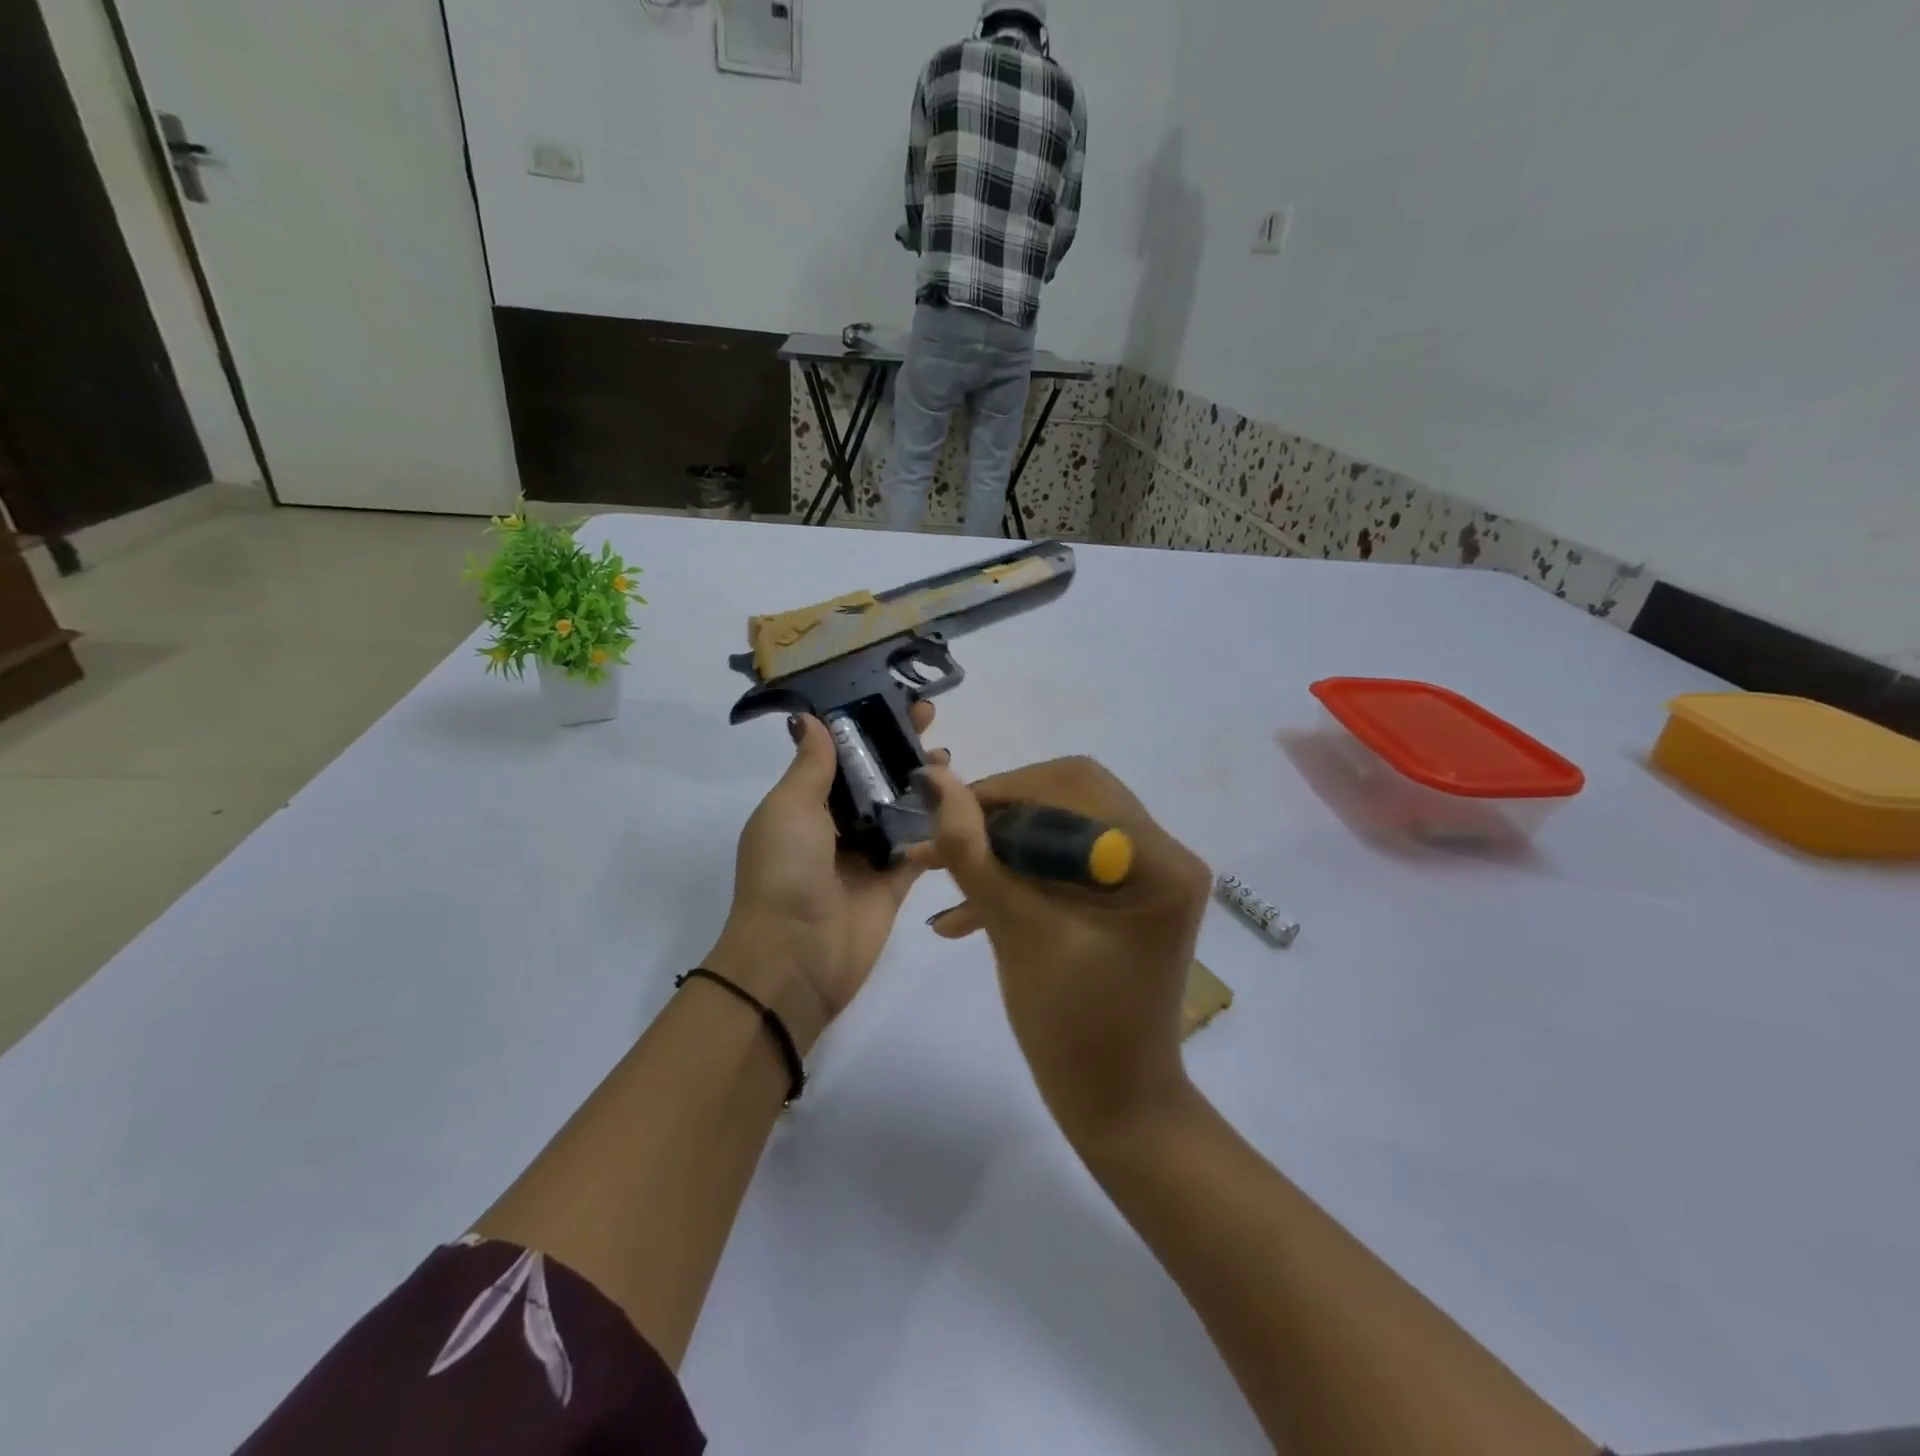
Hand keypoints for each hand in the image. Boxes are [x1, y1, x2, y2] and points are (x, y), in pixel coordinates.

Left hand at [704, 706, 944, 1055]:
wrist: (796, 956)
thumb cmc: (785, 871)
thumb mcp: (790, 807)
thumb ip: (811, 765)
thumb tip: (810, 718)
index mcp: (802, 806)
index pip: (837, 756)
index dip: (862, 728)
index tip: (890, 702)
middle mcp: (834, 827)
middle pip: (872, 779)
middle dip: (897, 750)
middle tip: (930, 719)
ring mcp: (865, 856)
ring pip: (899, 810)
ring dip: (921, 784)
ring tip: (947, 756)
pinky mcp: (894, 883)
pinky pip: (919, 847)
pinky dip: (936, 827)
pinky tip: (960, 800)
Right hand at [909, 758, 1212, 1148]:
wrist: (1113, 1107)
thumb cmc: (1072, 1027)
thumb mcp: (1015, 930)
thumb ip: (972, 851)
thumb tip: (934, 781)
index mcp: (1157, 860)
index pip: (1075, 786)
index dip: (1004, 791)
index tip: (944, 813)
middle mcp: (1163, 855)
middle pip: (1068, 800)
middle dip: (998, 819)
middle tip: (942, 840)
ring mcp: (1145, 877)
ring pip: (1058, 832)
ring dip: (999, 849)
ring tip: (933, 871)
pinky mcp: (1123, 899)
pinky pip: (1064, 866)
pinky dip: (1016, 878)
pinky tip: (961, 914)